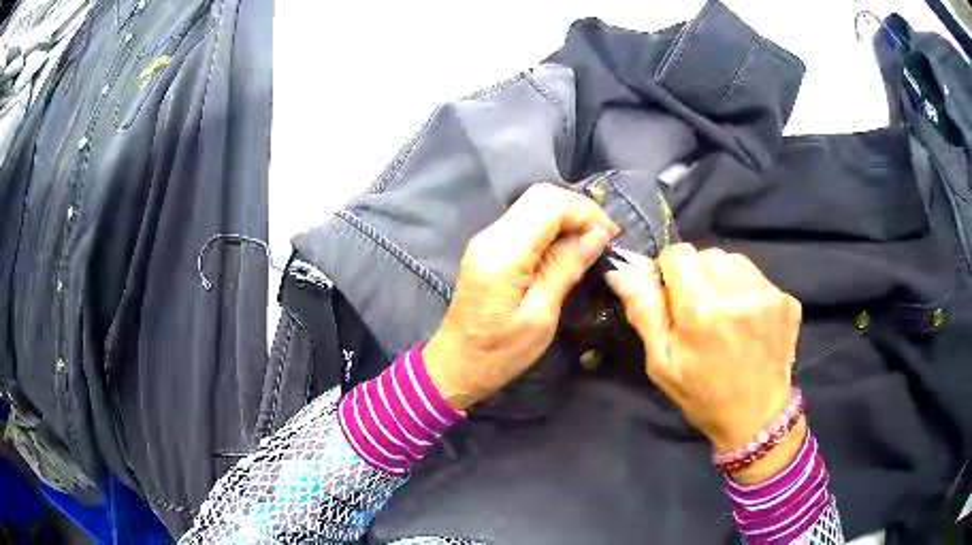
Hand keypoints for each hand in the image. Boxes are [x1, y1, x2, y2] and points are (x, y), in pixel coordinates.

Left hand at [424, 183, 619, 411]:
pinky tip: (569, 247)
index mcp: (503, 253)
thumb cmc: (499, 353)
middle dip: (578, 210)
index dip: (585, 212)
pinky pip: (526, 222)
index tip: (611, 235)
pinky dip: (552, 227)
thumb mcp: (541, 316)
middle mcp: (491, 236)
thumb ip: (565, 268)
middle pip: (540, 196)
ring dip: (567, 216)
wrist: (457, 365)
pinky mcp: (489, 248)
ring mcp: (487, 239)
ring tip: (593, 242)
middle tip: (605, 237)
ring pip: (533, 205)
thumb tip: (596, 235)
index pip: (548, 204)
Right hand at [606, 244, 803, 483]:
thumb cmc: (703, 395)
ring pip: (734, 262)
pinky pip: (757, 277)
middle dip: (698, 276)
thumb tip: (621, 271)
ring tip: (726, 315)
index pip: (679, 253)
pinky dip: (747, 290)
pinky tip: (747, 321)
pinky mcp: (787, 300)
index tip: (672, 296)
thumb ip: (644, 312)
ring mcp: (768, 294)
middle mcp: (738, 291)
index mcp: (702, 308)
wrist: (757, 417)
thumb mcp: (662, 363)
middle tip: (700, 313)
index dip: (669, 271)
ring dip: (723, 280)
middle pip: (707, 255)